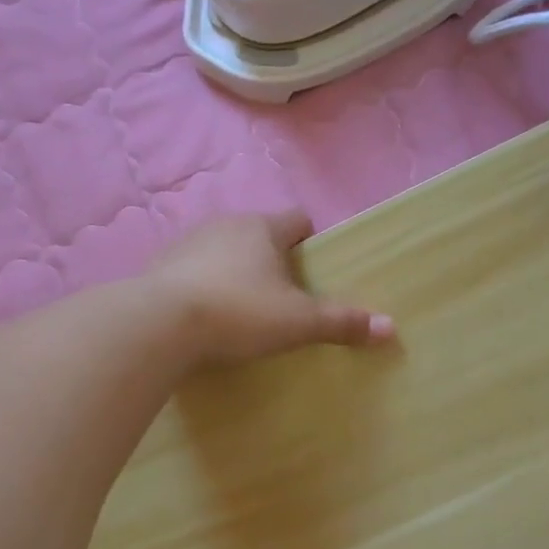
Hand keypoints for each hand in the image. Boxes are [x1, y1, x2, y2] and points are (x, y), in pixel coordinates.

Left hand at [148, 211, 394, 365]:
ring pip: (223, 250)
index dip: (311, 240)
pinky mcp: (158, 266)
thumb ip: (342, 323)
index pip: (298, 220)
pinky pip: (191, 271)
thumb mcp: (297, 322)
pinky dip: (202, 286)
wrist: (158, 324)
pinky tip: (204, 316)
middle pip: (260, 234)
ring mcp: (187, 243)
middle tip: (284, 296)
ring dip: (235, 270)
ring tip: (243, 308)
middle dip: (273, 259)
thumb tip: (390, 329)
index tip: (316, 266)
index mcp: (263, 228)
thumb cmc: (239, 312)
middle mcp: (225, 224)